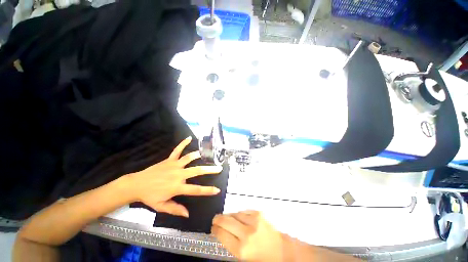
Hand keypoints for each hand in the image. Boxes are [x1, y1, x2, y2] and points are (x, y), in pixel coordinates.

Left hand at [125, 136, 222, 217]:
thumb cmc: (150, 196)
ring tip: (207, 153)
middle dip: (210, 169)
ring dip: (198, 155)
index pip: (195, 189)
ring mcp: (174, 165)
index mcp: (177, 187)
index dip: (207, 190)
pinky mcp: (169, 159)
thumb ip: (175, 209)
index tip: (217, 190)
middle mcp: (178, 175)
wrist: (137, 185)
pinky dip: (183, 143)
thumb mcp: (161, 206)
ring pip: (189, 158)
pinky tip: (189, 138)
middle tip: (219, 168)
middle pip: (197, 171)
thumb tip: (188, 214)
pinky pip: (177, 150)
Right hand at [212, 211, 284, 261]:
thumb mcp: (244, 257)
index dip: (215, 229)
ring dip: (229, 216)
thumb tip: (221, 232)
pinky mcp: (259, 213)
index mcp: (241, 250)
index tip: (213, 227)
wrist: (283, 251)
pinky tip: (240, 218)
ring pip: (234, 213)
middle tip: (215, 220)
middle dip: (218, 219)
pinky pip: (244, 211)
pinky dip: (240, 214)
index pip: (221, 234)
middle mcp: (246, 233)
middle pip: (225, 220)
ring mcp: (253, 221)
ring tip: (228, 219)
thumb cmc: (263, 258)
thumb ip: (231, 244)